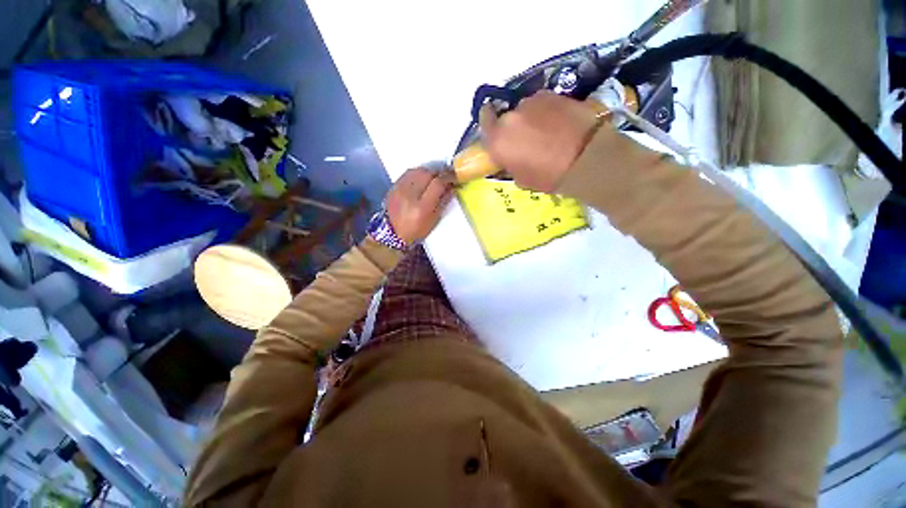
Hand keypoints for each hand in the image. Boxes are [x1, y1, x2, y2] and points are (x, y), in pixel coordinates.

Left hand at [385, 167, 454, 243]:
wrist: (392, 232)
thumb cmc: (416, 230)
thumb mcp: (434, 220)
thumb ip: (443, 201)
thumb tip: (451, 187)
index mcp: (422, 207)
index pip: (437, 183)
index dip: (448, 178)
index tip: (455, 178)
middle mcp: (409, 195)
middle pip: (428, 173)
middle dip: (439, 174)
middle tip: (445, 178)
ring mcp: (400, 189)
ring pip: (418, 170)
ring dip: (428, 172)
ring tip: (434, 178)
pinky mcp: (393, 186)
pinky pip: (409, 173)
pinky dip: (418, 173)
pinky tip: (422, 179)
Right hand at [479, 91, 599, 192]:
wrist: (585, 157)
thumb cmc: (549, 176)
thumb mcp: (522, 179)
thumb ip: (509, 163)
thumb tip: (510, 157)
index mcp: (498, 139)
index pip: (484, 121)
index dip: (489, 124)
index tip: (496, 131)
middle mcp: (510, 116)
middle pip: (506, 116)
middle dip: (513, 126)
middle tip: (526, 139)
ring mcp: (532, 102)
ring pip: (525, 109)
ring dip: (530, 118)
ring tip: (546, 132)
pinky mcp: (553, 94)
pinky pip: (542, 103)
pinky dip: (546, 112)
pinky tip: (558, 124)